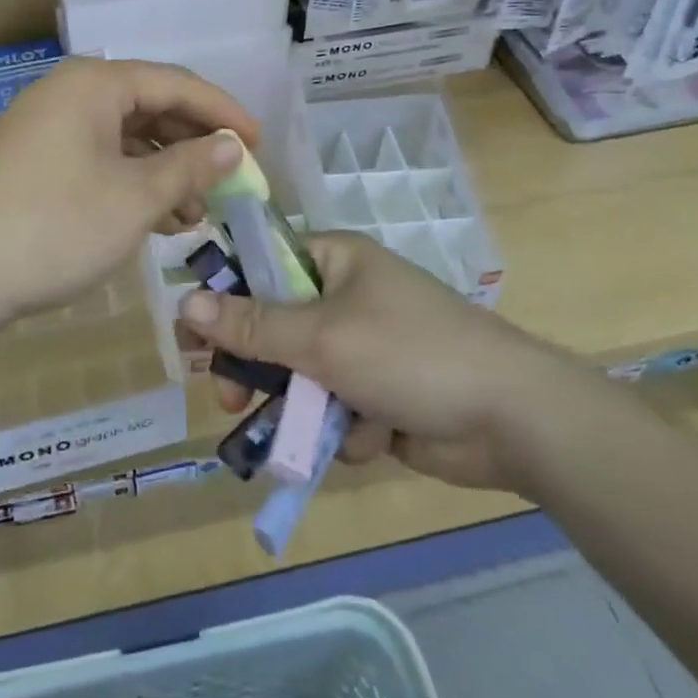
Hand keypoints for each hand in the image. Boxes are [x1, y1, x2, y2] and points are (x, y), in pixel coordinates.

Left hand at [0, 58, 258, 331]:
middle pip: (150, 108)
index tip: (259, 145)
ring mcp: (47, 128)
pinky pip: (99, 160)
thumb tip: (233, 146)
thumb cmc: (55, 227)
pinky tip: (157, 219)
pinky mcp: (35, 162)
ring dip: (165, 172)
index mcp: (94, 84)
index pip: (176, 84)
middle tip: (230, 182)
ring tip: (196, 214)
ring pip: (125, 139)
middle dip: (193, 147)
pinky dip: (132, 184)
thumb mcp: (135, 198)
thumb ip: (190, 166)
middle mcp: (69, 94)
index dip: (224, 113)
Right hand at [180, 232, 602, 491]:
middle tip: (229, 396)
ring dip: (303, 406)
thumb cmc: (410, 354)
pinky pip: (334, 409)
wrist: (513, 418)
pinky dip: (345, 427)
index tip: (193, 337)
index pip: (261, 265)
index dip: (224, 297)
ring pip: (301, 376)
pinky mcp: (380, 394)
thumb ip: (253, 325)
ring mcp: (364, 347)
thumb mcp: (322, 336)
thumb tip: (184, 303)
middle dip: (258, 367)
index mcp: (335, 260)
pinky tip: (374, 437)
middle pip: (275, 327)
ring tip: (308, 431)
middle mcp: (345, 296)